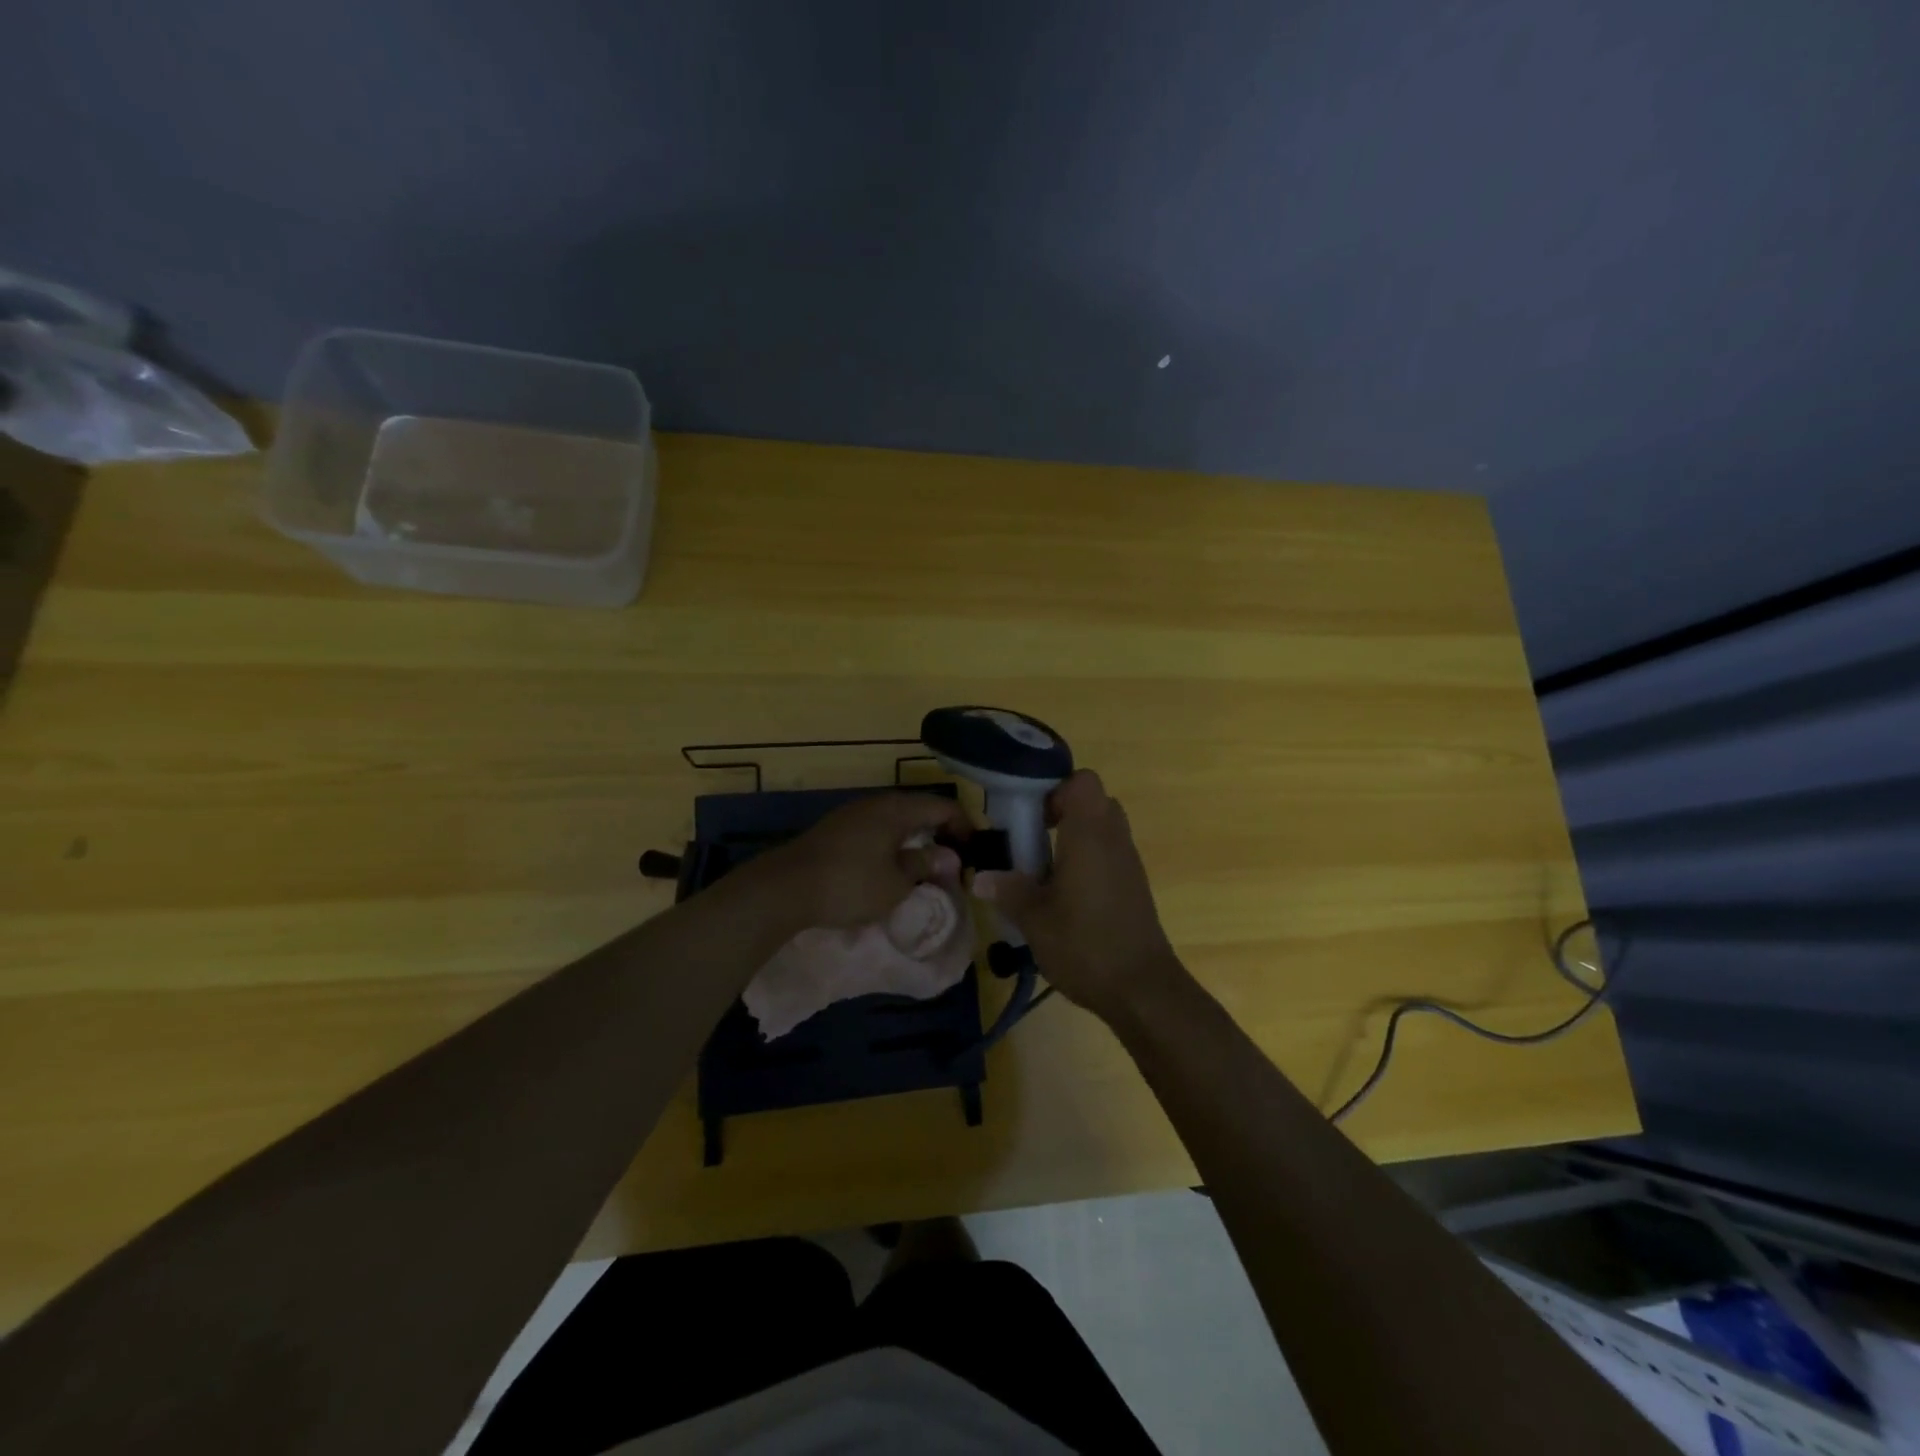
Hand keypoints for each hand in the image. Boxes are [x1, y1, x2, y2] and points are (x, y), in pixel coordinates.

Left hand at [755, 792, 967, 929]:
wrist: (784, 888)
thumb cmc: (849, 884)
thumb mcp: (896, 883)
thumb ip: (924, 865)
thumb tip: (948, 856)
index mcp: (897, 809)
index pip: (944, 806)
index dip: (965, 826)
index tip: (976, 851)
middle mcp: (877, 803)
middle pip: (920, 809)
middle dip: (941, 832)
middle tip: (955, 859)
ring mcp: (853, 814)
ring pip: (897, 819)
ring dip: (916, 838)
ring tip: (927, 864)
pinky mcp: (836, 829)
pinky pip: (877, 829)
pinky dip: (894, 842)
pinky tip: (892, 865)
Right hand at [974, 769, 1185, 1021]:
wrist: (1142, 989)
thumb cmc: (1085, 945)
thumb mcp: (1034, 919)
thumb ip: (1007, 890)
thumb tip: (978, 876)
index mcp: (1090, 834)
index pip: (1082, 781)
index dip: (1055, 789)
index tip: (1030, 816)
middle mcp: (1114, 839)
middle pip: (1094, 801)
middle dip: (1062, 811)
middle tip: (1033, 838)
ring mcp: (1129, 862)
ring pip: (1103, 828)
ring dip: (1075, 837)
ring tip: (1044, 868)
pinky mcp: (1135, 885)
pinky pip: (1110, 853)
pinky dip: (1089, 859)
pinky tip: (1066, 894)